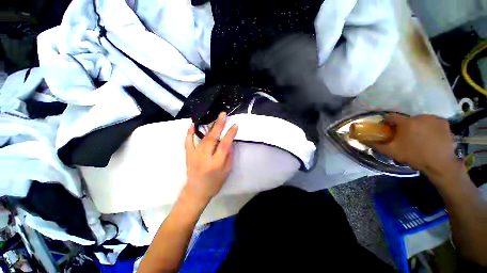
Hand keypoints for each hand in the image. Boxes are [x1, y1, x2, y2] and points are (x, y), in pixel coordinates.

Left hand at [183, 112, 237, 203]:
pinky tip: (193, 125)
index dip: (230, 134)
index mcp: (217, 163)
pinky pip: (188, 142)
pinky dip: (189, 133)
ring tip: (214, 116)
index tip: (234, 124)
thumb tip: (229, 142)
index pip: (225, 145)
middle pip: (213, 138)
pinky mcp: (188, 155)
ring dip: (209, 126)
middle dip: (219, 125)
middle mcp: (205, 157)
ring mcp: (195, 155)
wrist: (197, 191)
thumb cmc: (215, 182)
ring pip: (203, 138)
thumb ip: (228, 156)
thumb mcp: (227, 171)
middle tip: (223, 114)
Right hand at [368, 114, 461, 176]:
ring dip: (417, 125)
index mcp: (406, 123)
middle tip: (405, 136)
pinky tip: (431, 135)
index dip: (387, 121)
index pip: (391, 116)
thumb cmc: (414, 156)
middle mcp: (419, 117)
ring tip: (419, 137)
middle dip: (404, 125)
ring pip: (420, 119)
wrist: (440, 164)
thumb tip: (363, 140)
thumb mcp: (391, 152)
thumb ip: (376, 145)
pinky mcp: (444, 122)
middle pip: (407, 119)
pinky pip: (432, 121)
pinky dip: (430, 126)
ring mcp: (433, 118)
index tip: (386, 126)